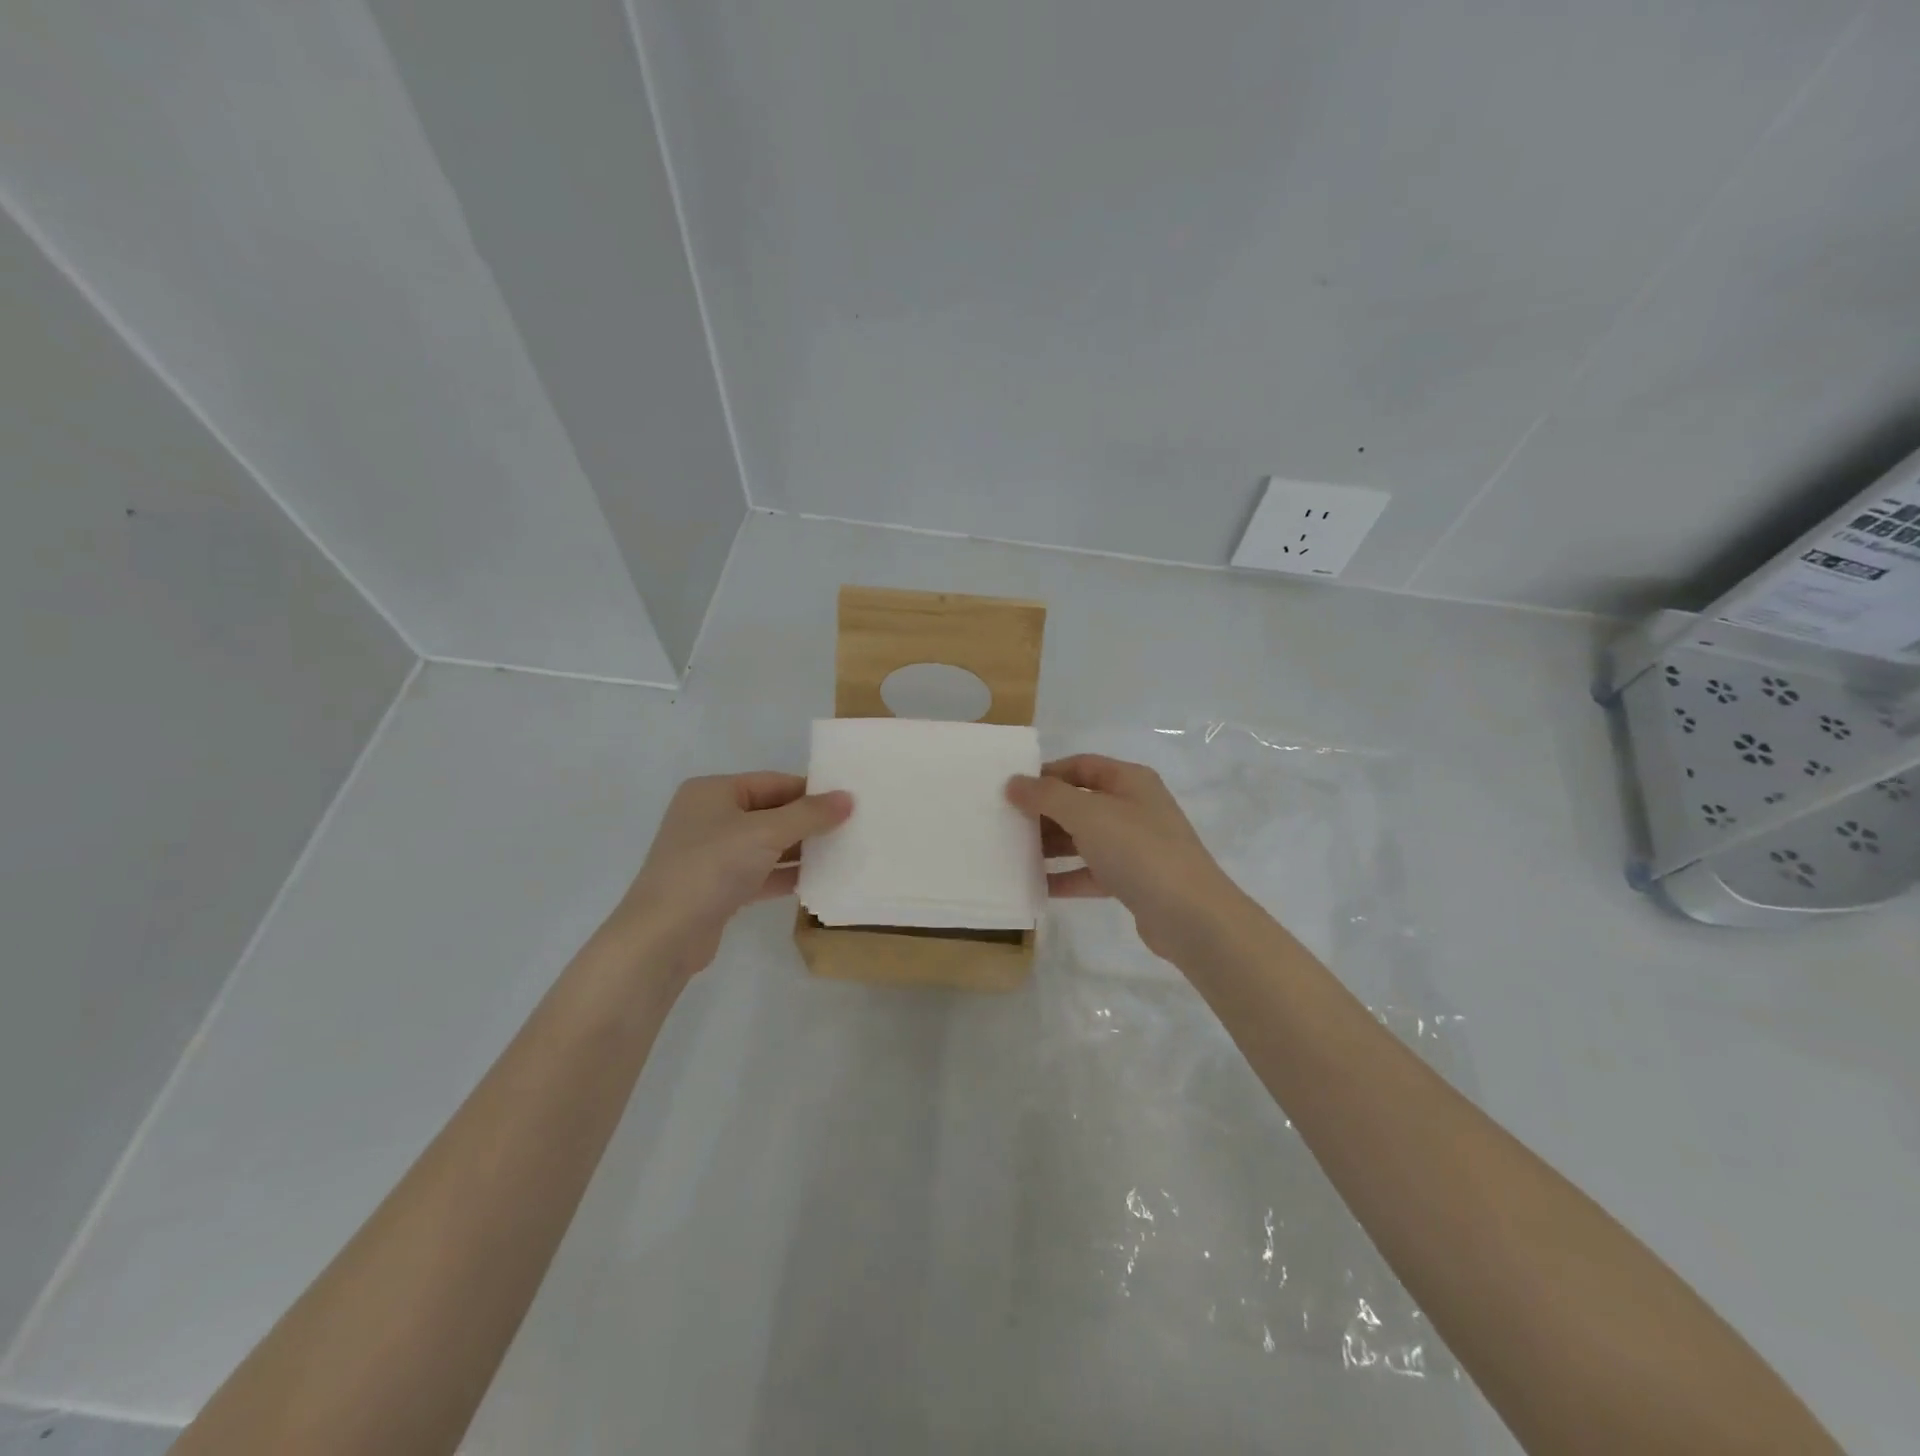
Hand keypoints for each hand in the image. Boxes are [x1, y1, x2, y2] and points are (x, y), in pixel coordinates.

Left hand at [614, 772, 851, 974]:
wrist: (663, 936)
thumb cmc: (712, 868)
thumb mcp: (766, 833)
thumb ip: (809, 814)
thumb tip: (848, 798)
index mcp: (713, 792)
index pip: (774, 782)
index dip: (812, 791)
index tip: (850, 802)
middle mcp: (710, 817)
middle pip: (771, 812)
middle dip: (809, 822)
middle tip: (852, 828)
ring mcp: (712, 854)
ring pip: (767, 845)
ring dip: (801, 850)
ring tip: (843, 854)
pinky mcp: (718, 888)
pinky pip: (760, 873)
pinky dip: (786, 875)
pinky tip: (817, 881)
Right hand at [1006, 754, 1246, 961]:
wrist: (1190, 915)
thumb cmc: (1138, 851)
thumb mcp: (1088, 814)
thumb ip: (1046, 796)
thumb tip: (1013, 783)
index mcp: (1129, 781)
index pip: (1080, 766)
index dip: (1046, 774)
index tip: (1012, 790)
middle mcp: (1134, 808)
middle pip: (1080, 802)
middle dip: (1044, 812)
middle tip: (1006, 824)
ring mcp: (1135, 846)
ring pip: (1084, 838)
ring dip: (1051, 846)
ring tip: (1013, 854)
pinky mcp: (1133, 880)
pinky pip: (1091, 872)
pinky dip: (1066, 876)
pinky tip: (1037, 886)